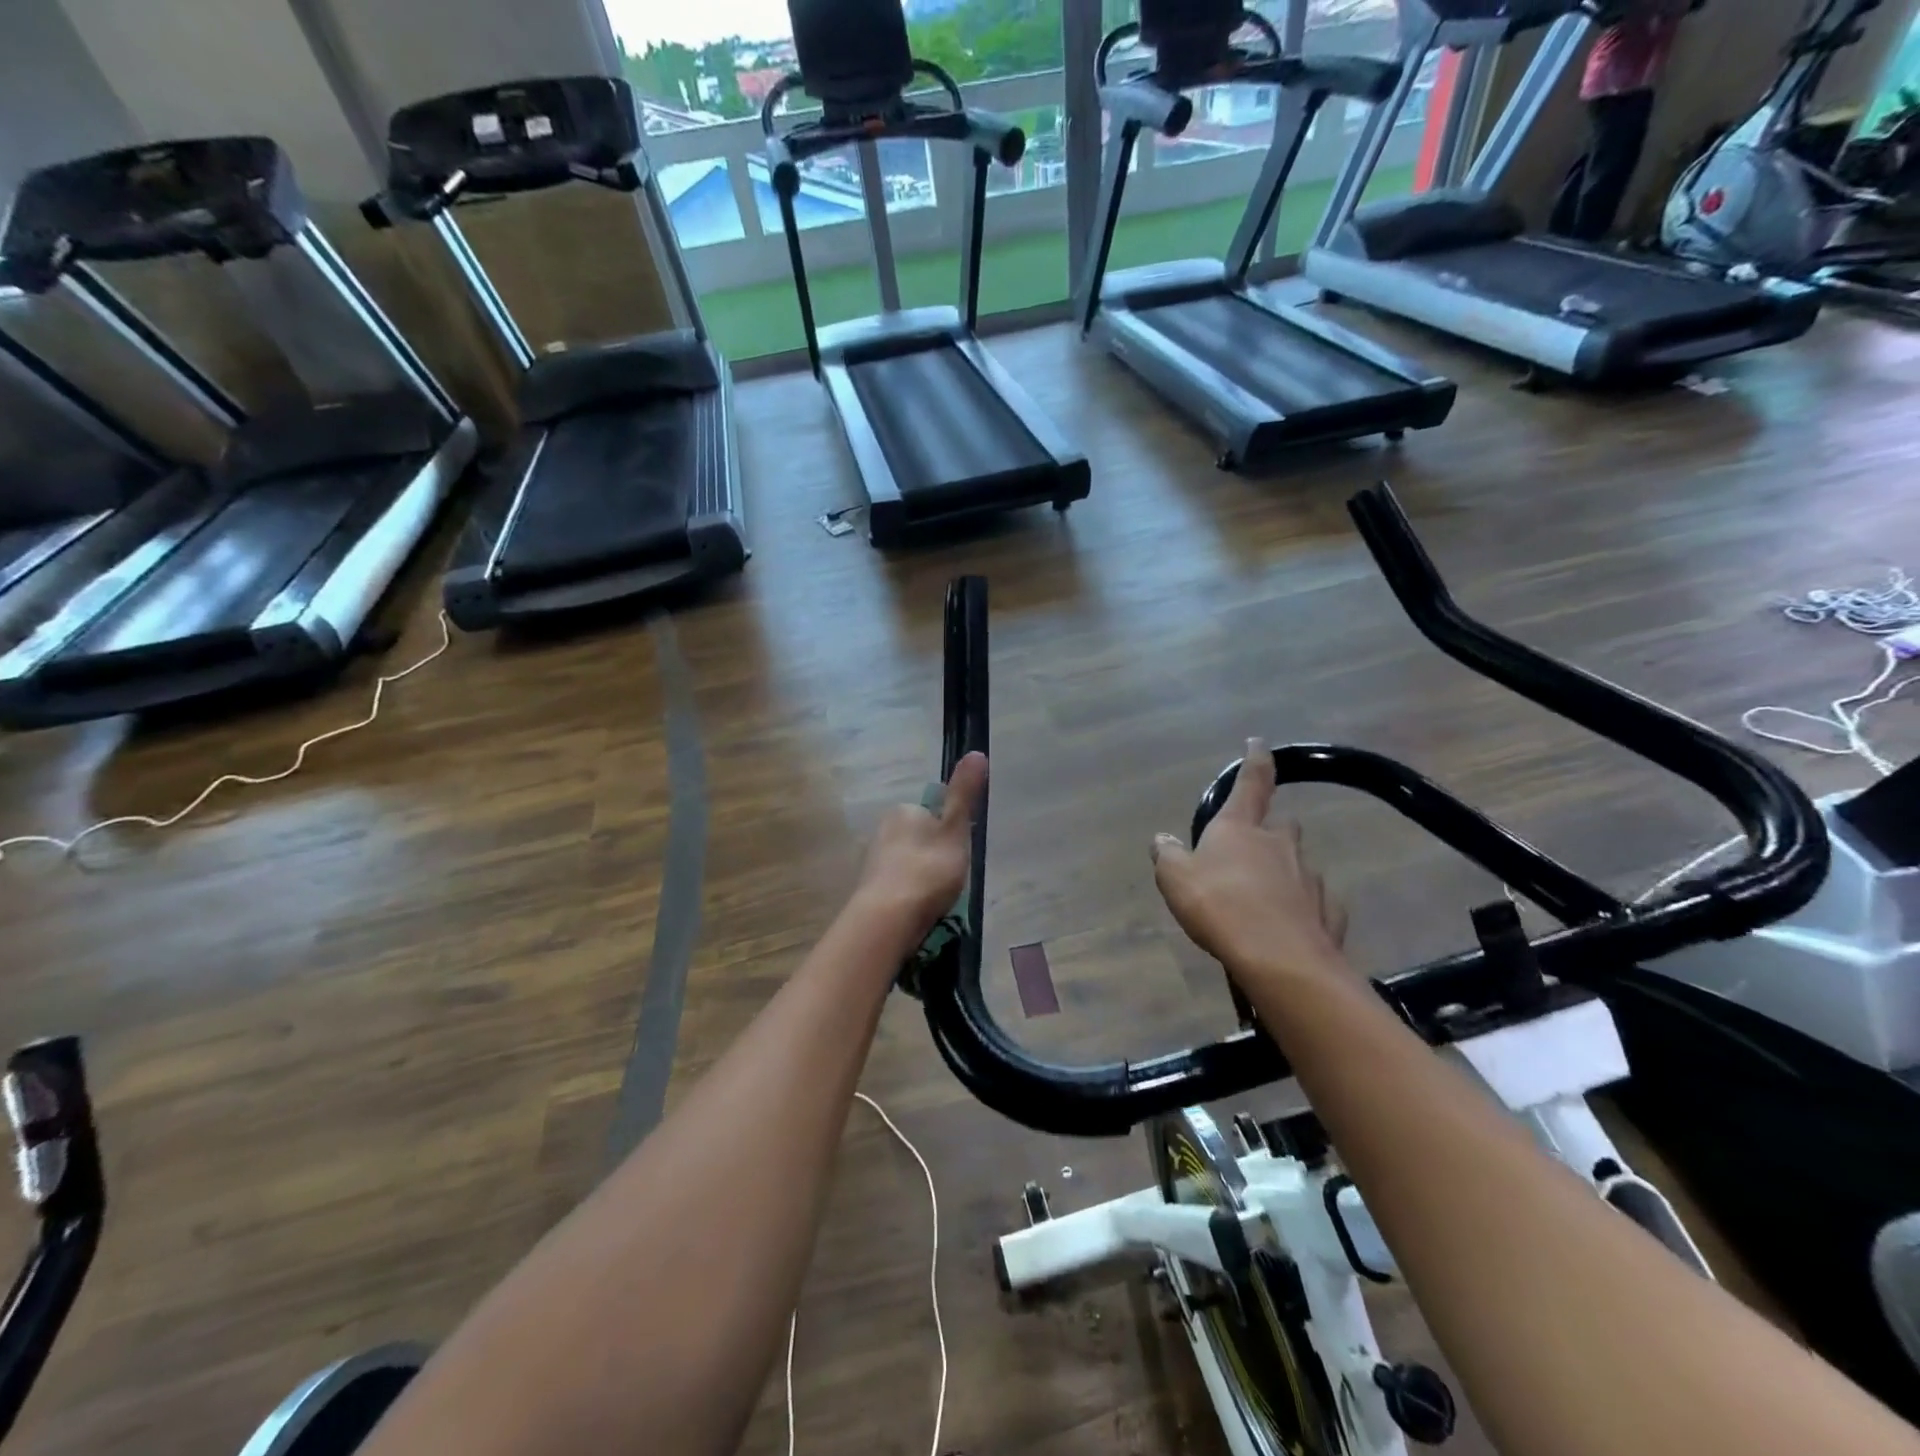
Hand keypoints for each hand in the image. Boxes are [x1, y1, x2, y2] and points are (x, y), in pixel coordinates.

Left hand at [852, 752, 987, 941]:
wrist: (888, 919)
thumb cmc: (928, 870)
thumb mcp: (954, 830)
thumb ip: (964, 794)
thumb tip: (977, 752)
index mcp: (903, 811)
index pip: (931, 813)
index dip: (949, 832)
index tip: (959, 853)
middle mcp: (882, 830)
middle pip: (918, 839)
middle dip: (933, 855)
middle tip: (950, 879)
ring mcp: (872, 861)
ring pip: (906, 863)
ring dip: (920, 877)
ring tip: (937, 899)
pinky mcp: (868, 890)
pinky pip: (896, 886)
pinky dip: (908, 895)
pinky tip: (918, 911)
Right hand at [1151, 738, 1347, 985]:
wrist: (1279, 958)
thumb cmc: (1219, 906)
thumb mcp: (1175, 879)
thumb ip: (1168, 855)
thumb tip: (1162, 838)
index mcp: (1241, 828)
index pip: (1251, 783)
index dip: (1255, 760)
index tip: (1258, 742)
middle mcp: (1280, 844)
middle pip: (1281, 827)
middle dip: (1270, 833)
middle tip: (1251, 854)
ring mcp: (1309, 878)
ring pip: (1298, 867)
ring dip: (1283, 876)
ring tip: (1263, 904)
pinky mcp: (1329, 912)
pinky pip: (1314, 904)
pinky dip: (1302, 910)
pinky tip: (1287, 929)